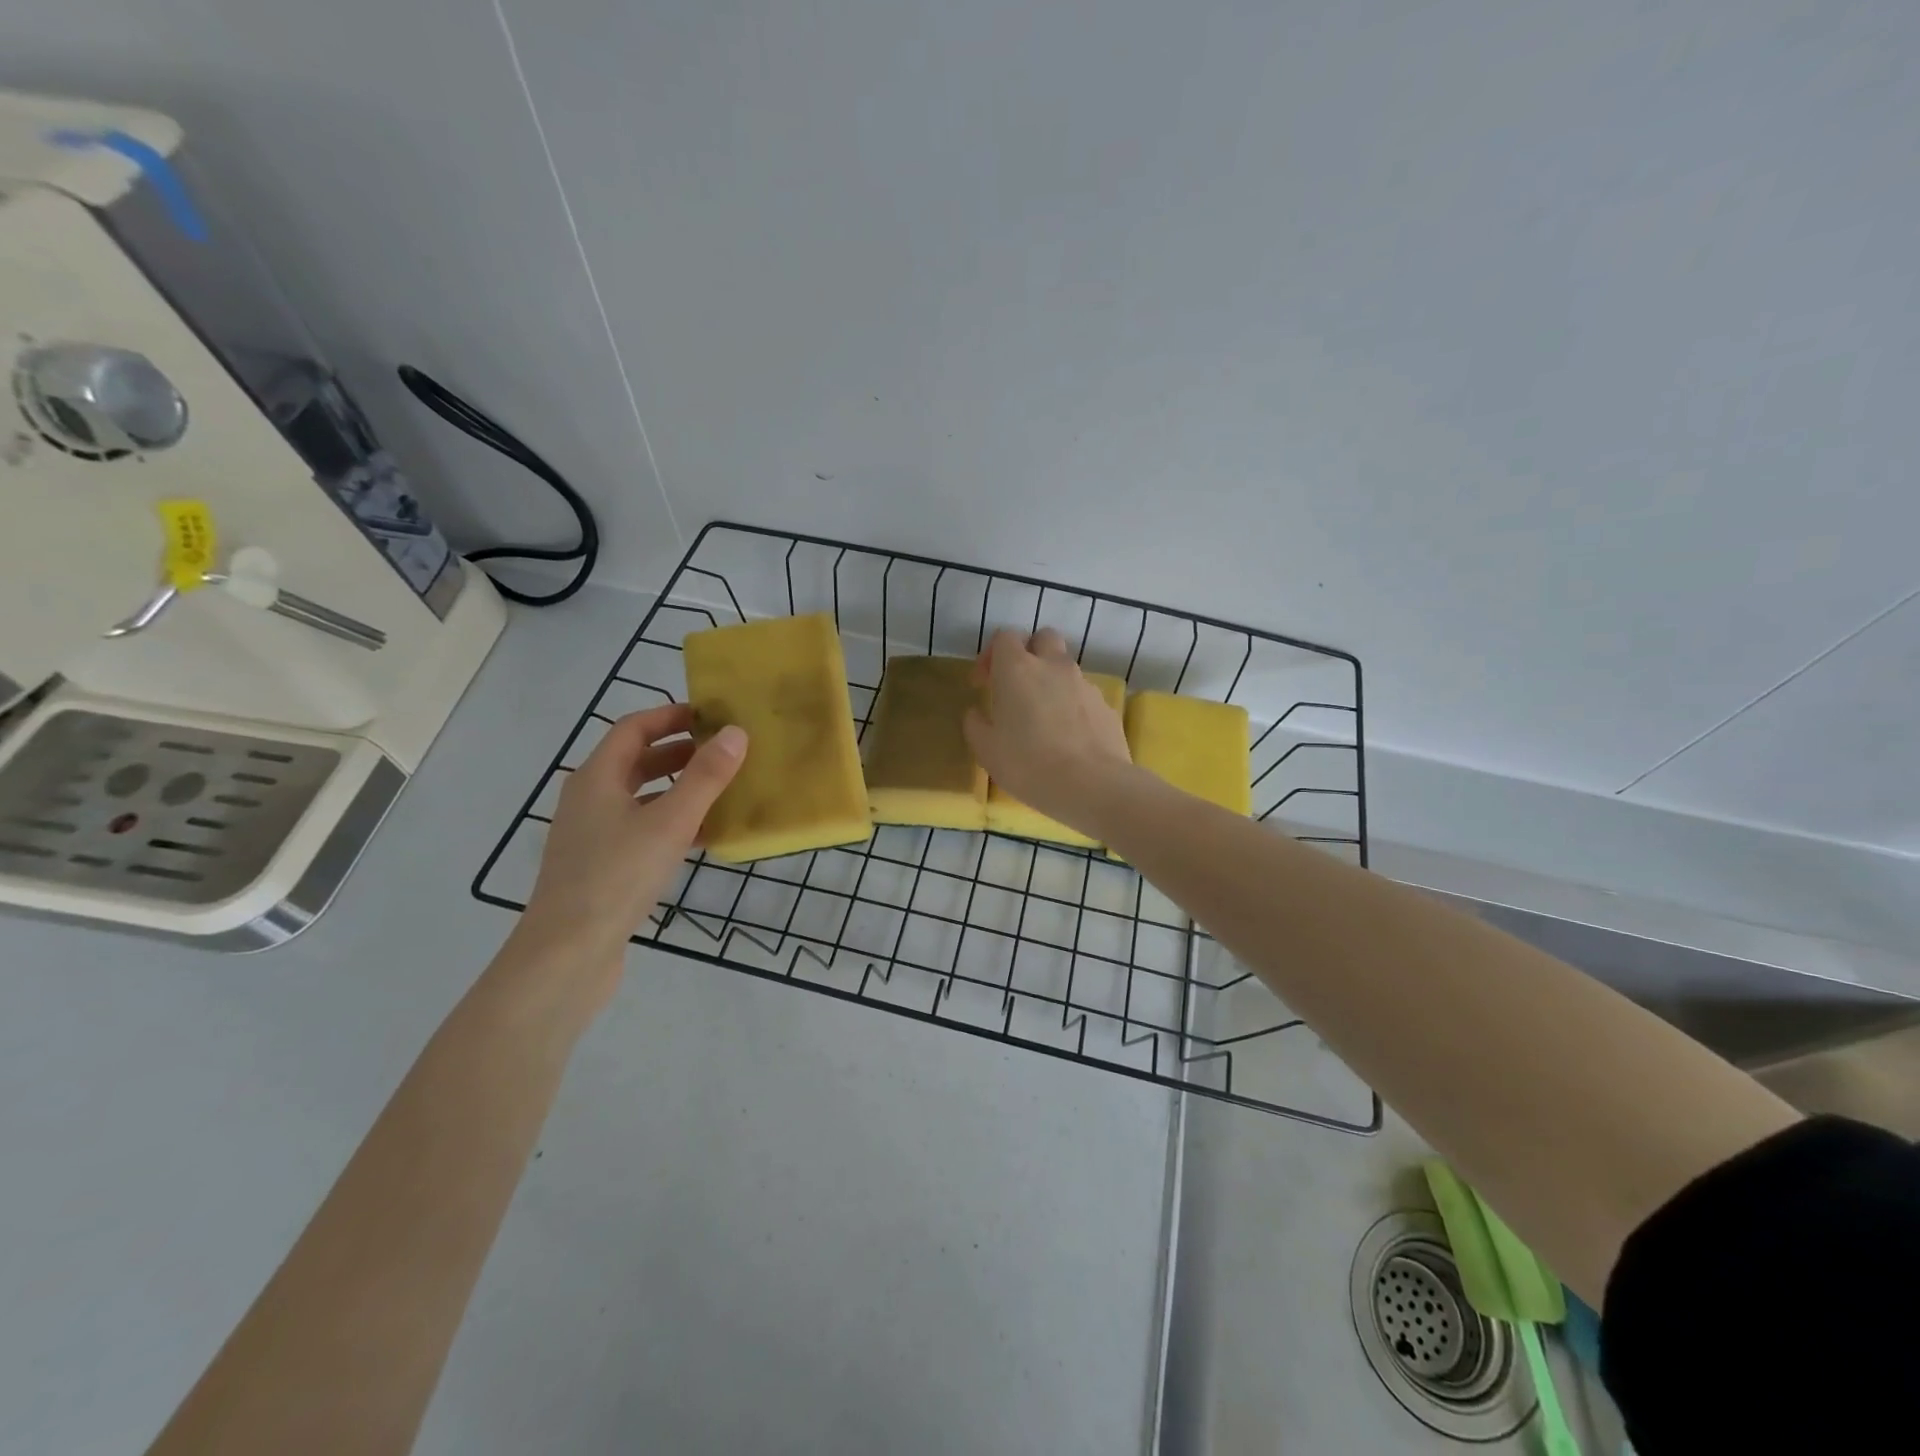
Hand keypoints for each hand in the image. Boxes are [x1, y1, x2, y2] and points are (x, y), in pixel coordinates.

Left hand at [520, 703, 746, 974]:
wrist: (568, 953)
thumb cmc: (617, 876)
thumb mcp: (670, 822)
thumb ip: (705, 777)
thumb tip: (735, 732)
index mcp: (597, 778)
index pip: (634, 728)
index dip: (671, 715)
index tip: (712, 715)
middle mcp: (590, 799)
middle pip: (637, 761)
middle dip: (680, 751)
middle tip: (724, 751)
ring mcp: (593, 834)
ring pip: (641, 797)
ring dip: (679, 787)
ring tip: (722, 789)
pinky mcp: (602, 865)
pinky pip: (642, 828)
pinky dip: (672, 822)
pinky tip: (705, 836)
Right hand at [963, 627, 1131, 832]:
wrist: (1092, 785)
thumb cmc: (1028, 764)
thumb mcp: (986, 750)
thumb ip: (976, 724)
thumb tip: (976, 713)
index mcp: (1017, 669)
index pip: (1004, 637)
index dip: (991, 655)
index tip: (984, 684)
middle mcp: (1053, 666)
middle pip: (1043, 638)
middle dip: (1029, 653)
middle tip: (1018, 686)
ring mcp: (1084, 684)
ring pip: (1066, 667)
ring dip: (1052, 681)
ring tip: (1043, 718)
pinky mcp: (1106, 706)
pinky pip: (1084, 695)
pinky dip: (1073, 706)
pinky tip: (1068, 738)